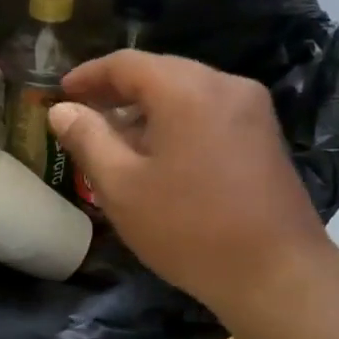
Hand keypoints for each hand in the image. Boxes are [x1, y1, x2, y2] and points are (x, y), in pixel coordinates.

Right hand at [49, 51, 336, 314]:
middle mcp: (224, 84)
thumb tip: (62, 110)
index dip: (89, 75)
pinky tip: (160, 153)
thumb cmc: (189, 229)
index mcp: (187, 90)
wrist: (278, 275)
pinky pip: (209, 109)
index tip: (61, 93)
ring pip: (186, 90)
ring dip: (147, 107)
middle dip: (118, 91)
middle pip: (160, 71)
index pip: (127, 63)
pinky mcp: (265, 133)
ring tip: (116, 139)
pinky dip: (177, 119)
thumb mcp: (122, 187)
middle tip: (84, 115)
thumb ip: (87, 139)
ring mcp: (252, 108)